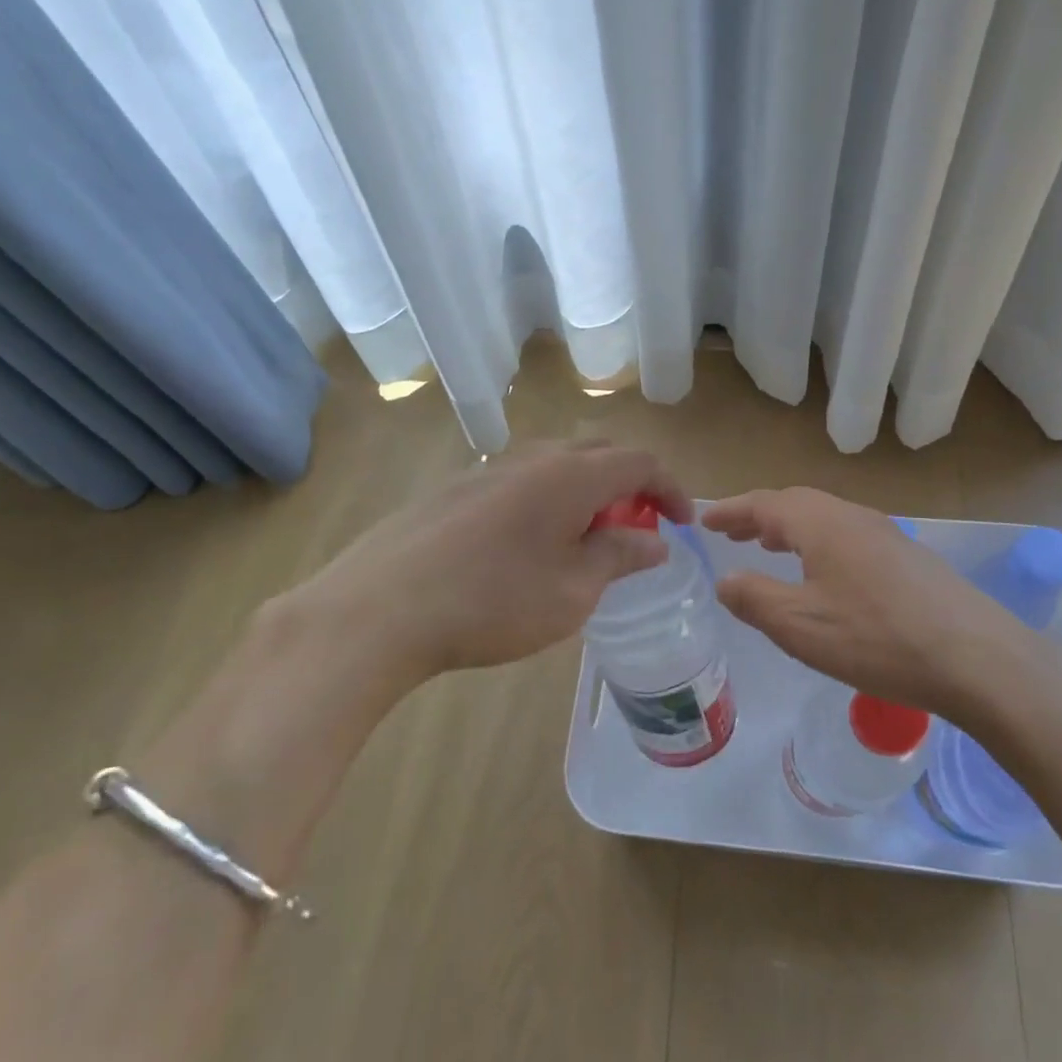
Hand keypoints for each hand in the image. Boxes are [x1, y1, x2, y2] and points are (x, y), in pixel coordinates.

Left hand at [284, 441, 692, 685]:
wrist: (379, 609)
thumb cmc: (493, 602)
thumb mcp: (573, 591)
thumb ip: (619, 556)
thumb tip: (655, 540)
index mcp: (571, 475)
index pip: (639, 461)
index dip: (670, 488)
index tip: (682, 524)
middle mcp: (533, 458)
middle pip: (598, 452)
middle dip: (629, 484)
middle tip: (636, 528)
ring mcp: (488, 469)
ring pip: (555, 464)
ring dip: (585, 491)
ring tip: (584, 538)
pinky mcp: (454, 489)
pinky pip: (519, 481)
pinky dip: (546, 500)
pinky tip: (527, 544)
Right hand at [701, 487, 1061, 719]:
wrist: (976, 659)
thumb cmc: (876, 638)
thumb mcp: (800, 625)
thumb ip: (754, 599)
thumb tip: (725, 580)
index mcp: (822, 523)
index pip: (765, 504)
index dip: (731, 511)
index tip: (704, 519)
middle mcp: (854, 517)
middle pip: (796, 505)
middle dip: (759, 517)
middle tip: (731, 532)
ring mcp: (886, 535)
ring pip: (825, 520)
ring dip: (790, 529)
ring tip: (768, 546)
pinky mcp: (908, 560)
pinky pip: (847, 538)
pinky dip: (818, 544)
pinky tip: (823, 574)